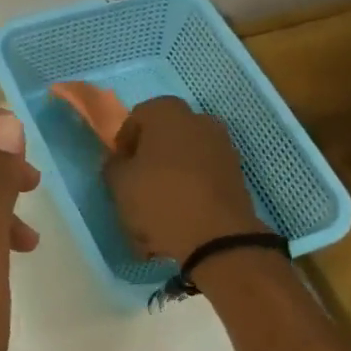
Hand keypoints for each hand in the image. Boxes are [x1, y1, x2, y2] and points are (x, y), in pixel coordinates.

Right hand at [104, 96, 266, 264]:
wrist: (216, 237)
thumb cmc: (159, 200)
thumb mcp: (119, 184)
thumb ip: (113, 165)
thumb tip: (120, 161)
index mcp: (168, 113)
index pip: (137, 117)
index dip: (124, 142)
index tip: (119, 167)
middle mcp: (199, 120)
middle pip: (166, 134)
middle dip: (150, 154)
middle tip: (138, 182)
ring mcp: (223, 146)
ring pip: (186, 155)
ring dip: (172, 172)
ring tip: (159, 202)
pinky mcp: (236, 173)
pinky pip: (204, 173)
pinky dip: (191, 186)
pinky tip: (180, 212)